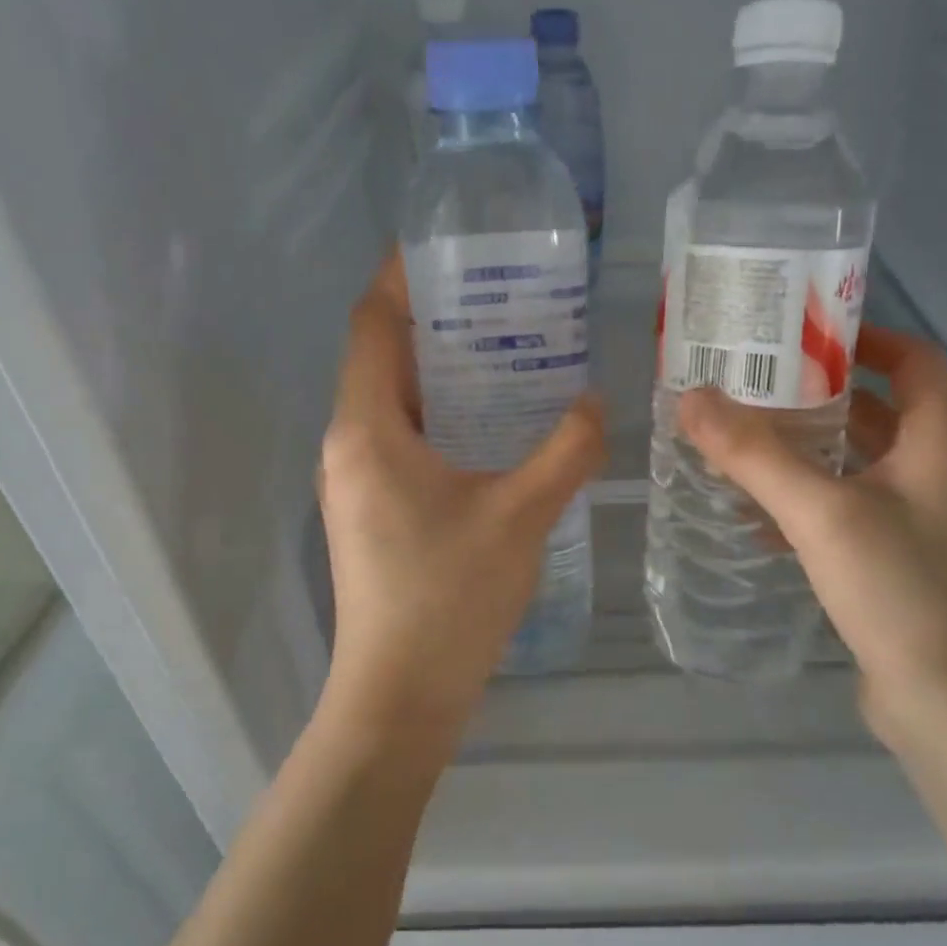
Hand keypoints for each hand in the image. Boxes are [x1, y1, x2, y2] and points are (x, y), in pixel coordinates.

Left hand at [316, 253, 604, 749]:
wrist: (398, 697)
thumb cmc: (449, 598)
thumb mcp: (521, 516)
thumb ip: (566, 451)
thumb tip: (597, 403)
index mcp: (367, 429)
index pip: (371, 325)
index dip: (400, 278)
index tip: (445, 248)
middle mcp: (349, 444)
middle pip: (381, 357)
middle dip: (432, 321)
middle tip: (498, 296)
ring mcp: (356, 480)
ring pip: (391, 401)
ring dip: (439, 371)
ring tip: (504, 349)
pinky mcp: (371, 510)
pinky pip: (400, 437)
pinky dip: (440, 414)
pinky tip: (492, 424)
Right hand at [679, 325, 946, 760]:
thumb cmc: (906, 593)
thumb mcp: (824, 513)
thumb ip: (755, 454)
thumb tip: (691, 397)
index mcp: (942, 441)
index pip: (915, 360)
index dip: (864, 338)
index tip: (798, 336)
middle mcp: (938, 473)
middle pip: (880, 409)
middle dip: (818, 394)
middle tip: (751, 384)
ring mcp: (921, 524)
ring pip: (859, 464)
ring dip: (806, 450)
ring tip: (741, 439)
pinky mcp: (898, 566)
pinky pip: (848, 513)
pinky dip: (806, 502)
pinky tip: (754, 514)